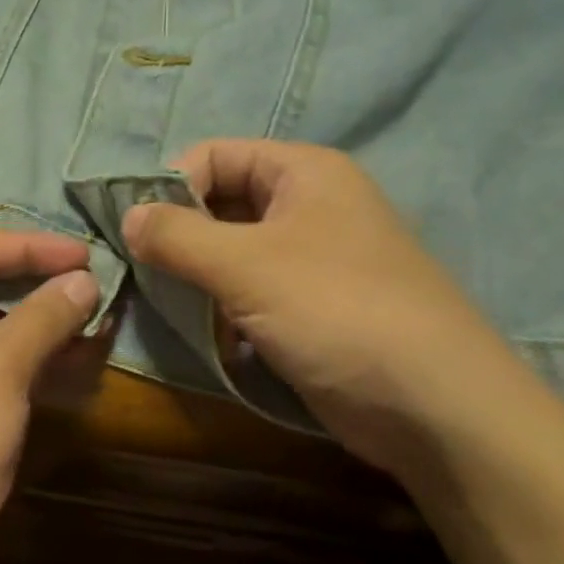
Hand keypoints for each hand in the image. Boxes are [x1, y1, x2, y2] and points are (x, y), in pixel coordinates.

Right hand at [122, 140, 531, 475]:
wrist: (436, 408)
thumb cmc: (338, 310)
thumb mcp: (246, 265)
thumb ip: (177, 235)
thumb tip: (127, 217)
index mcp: (303, 172)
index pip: (214, 155)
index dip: (173, 187)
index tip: (141, 234)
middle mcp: (310, 205)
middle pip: (222, 202)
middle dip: (182, 236)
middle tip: (149, 275)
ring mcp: (314, 258)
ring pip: (233, 252)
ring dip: (200, 278)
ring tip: (179, 309)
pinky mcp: (313, 307)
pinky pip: (252, 292)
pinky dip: (226, 309)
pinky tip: (215, 339)